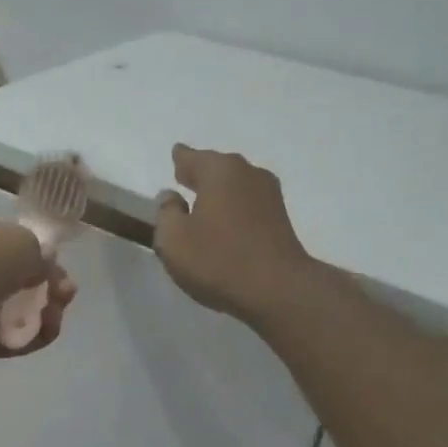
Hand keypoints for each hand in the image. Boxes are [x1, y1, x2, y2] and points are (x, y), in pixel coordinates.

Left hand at [0, 215, 76, 361]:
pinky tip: (48, 330)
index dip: (36, 254)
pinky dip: (32, 335)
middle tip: (66, 291)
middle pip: (16, 279)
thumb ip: (39, 252)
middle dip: (47, 285)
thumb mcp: (22, 239)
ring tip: (58, 311)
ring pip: (16, 310)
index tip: (58, 264)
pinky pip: (10, 337)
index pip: (6, 243)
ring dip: (44, 311)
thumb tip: (45, 265)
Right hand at [154, 145, 316, 323]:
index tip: (176, 158)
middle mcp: (247, 173)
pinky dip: (235, 210)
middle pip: (217, 168)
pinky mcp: (281, 218)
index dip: (180, 160)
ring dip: (220, 194)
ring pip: (235, 186)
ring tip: (204, 207)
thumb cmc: (218, 260)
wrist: (278, 289)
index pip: (190, 157)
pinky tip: (227, 226)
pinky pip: (248, 205)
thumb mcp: (173, 240)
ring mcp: (269, 195)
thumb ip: (166, 213)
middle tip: (186, 181)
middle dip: (201, 175)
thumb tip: (172, 197)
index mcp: (219, 170)